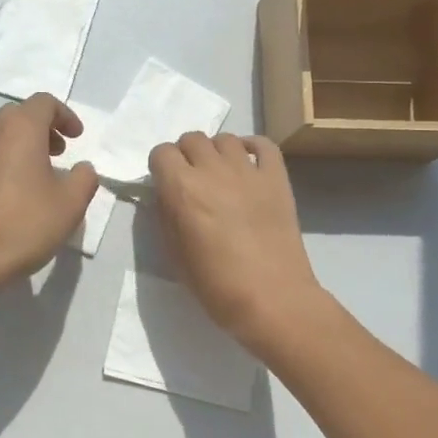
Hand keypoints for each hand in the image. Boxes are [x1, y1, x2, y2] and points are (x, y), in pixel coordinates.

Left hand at [0, 93, 98, 287]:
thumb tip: (82, 168)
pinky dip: (4, 163)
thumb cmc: (26, 224)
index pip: (43, 102)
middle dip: (42, 127)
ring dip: (22, 145)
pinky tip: (13, 195)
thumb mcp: (71, 203)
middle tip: (59, 152)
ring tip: (38, 175)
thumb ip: (84, 178)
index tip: (76, 138)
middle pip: (18, 115)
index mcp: (20, 130)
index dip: (65, 115)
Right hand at [148, 132, 324, 351]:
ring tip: (219, 174)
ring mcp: (248, 170)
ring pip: (225, 139)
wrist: (271, 299)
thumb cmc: (215, 284)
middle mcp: (212, 170)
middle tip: (191, 180)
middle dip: (186, 155)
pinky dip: (252, 148)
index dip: (160, 167)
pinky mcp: (277, 178)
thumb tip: (166, 195)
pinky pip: (264, 145)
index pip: (161, 152)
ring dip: (216, 152)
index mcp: (182, 188)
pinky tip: (248, 164)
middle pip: (192, 139)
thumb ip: (166, 215)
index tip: (165, 184)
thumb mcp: (173, 253)